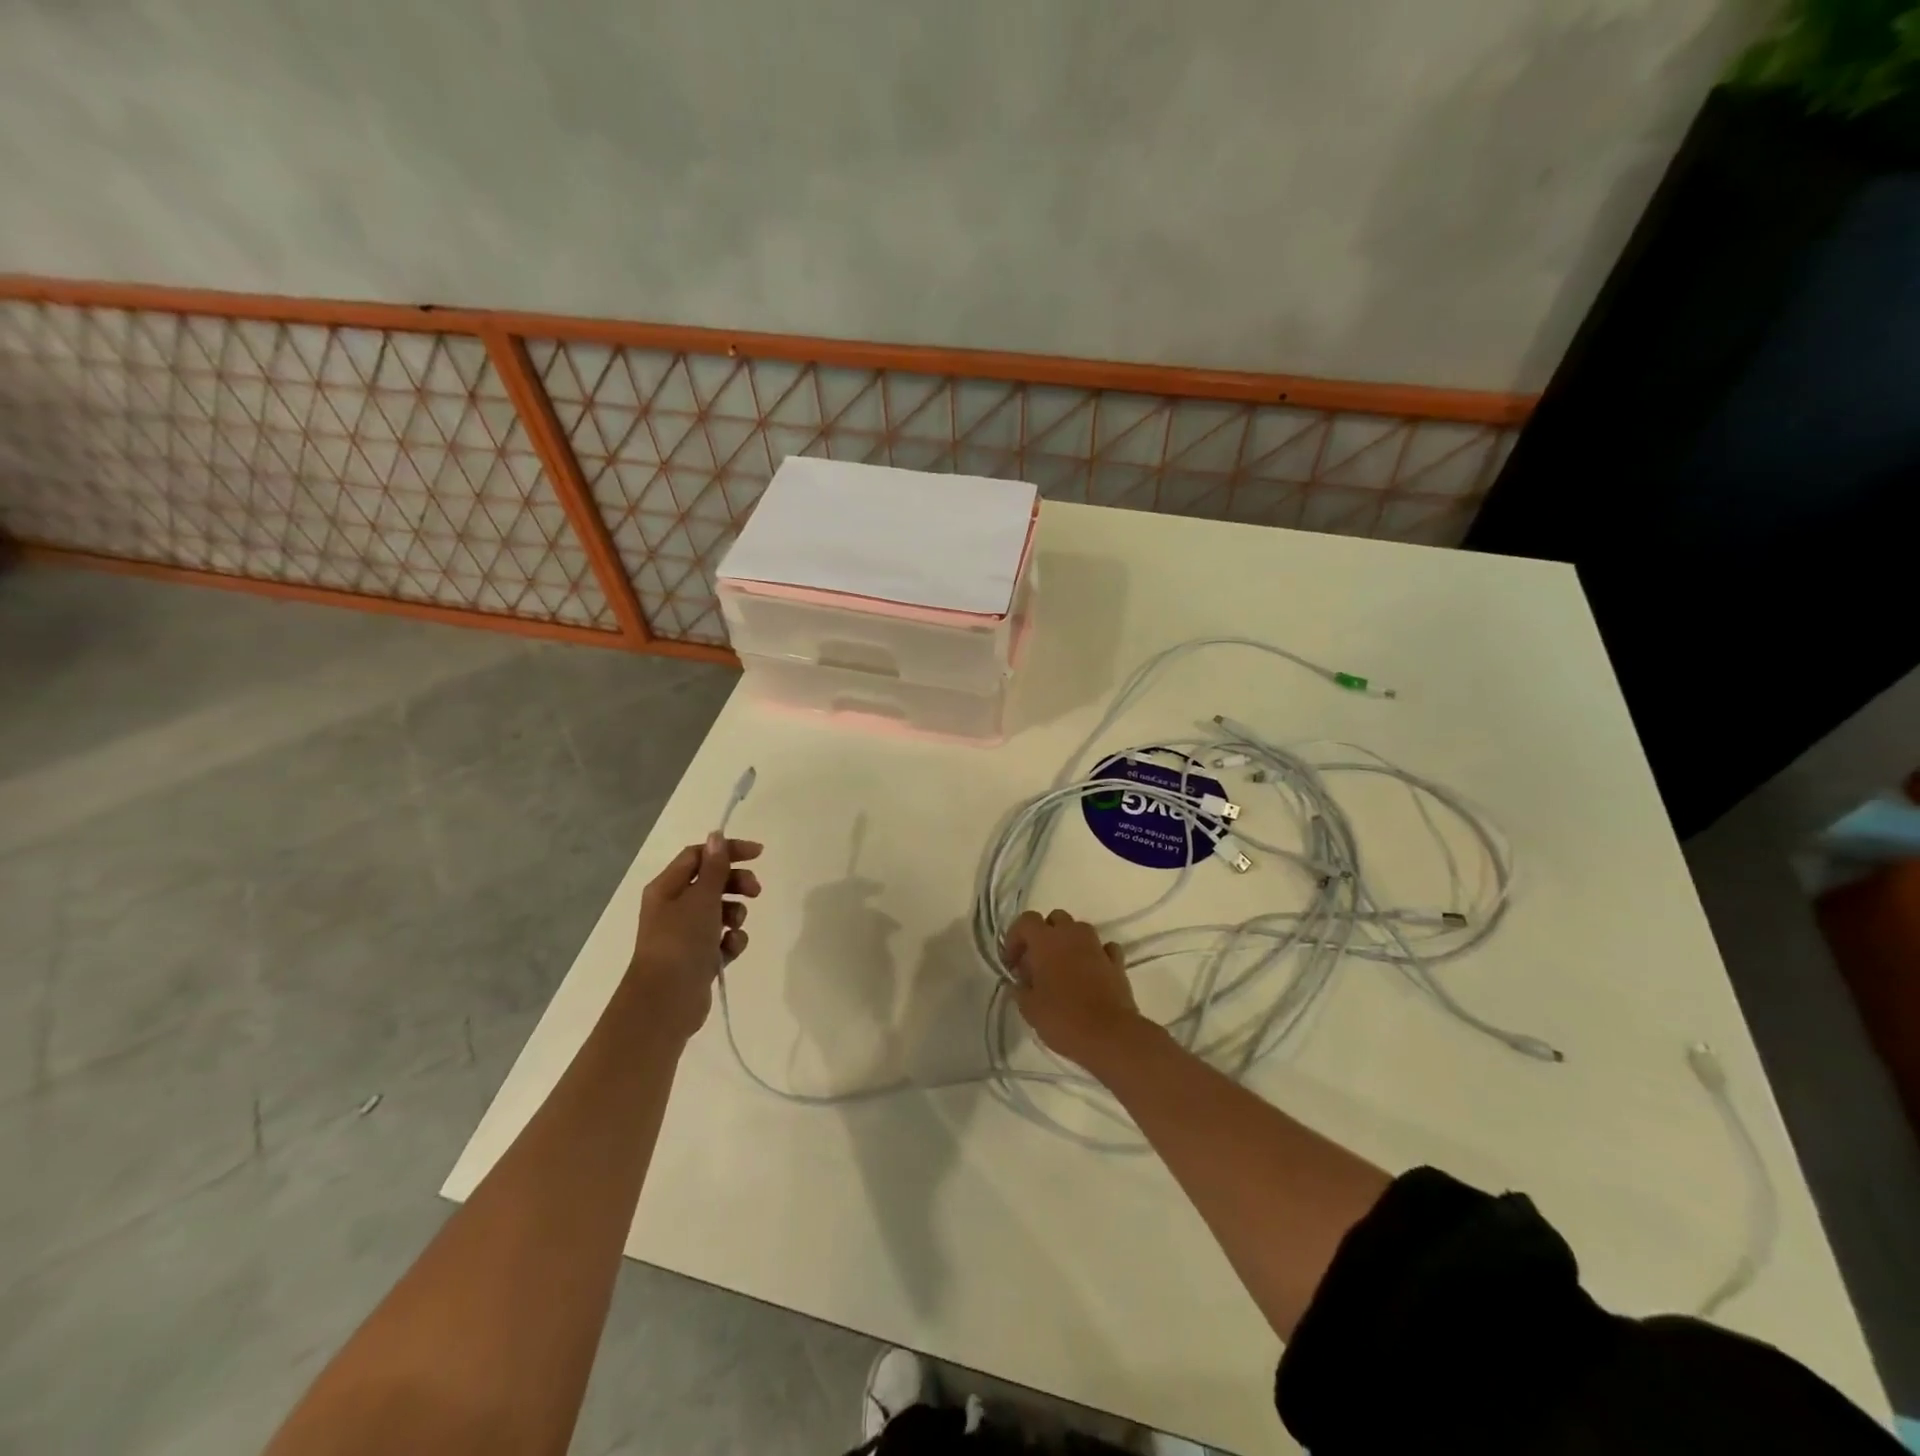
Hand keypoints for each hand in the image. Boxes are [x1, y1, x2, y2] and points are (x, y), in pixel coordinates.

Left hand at [625, 833, 762, 1042]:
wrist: (666, 1001)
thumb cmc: (681, 941)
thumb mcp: (701, 898)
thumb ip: (715, 867)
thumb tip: (716, 835)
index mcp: (667, 888)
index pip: (699, 856)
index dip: (727, 851)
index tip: (758, 854)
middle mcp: (674, 907)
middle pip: (712, 882)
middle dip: (736, 884)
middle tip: (755, 890)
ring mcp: (686, 934)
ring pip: (721, 911)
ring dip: (736, 914)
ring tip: (735, 927)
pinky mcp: (698, 957)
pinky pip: (722, 939)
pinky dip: (731, 941)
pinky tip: (730, 949)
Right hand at [1004, 908, 1144, 1068]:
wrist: (1110, 1036)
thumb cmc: (1063, 1019)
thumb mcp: (1029, 1009)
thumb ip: (1020, 989)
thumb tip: (1020, 982)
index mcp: (1046, 941)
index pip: (1026, 921)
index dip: (1015, 937)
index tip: (1012, 963)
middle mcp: (1072, 935)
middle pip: (1055, 919)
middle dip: (1044, 935)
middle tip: (1037, 963)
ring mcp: (1097, 946)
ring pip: (1079, 930)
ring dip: (1069, 943)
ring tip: (1062, 970)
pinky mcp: (1117, 963)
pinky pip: (1103, 948)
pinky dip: (1095, 955)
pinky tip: (1090, 974)